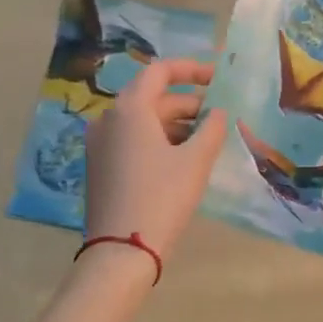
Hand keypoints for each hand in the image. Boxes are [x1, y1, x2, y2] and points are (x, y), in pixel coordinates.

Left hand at [83, 59, 227, 260]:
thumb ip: (211, 128)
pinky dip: (160, 140)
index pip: (160, 71)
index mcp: (129, 109)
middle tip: (221, 117)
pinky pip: (134, 139)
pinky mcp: (101, 166)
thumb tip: (217, 112)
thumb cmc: (162, 197)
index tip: (218, 77)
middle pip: (153, 97)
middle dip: (190, 103)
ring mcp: (101, 143)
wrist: (121, 252)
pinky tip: (184, 158)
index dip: (192, 69)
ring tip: (208, 140)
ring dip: (177, 124)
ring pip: (144, 121)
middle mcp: (108, 119)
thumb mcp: (195, 161)